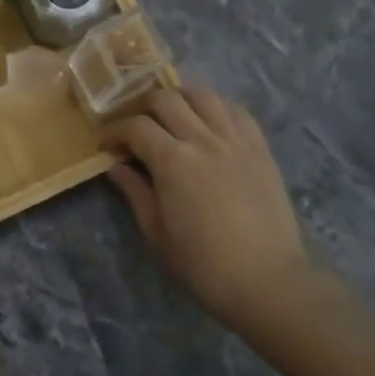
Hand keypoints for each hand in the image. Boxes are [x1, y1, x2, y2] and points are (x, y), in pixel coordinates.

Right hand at [102, 84, 312, 337]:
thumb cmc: (204, 264)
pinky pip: (236, 110)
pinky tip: (209, 121)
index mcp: (173, 161)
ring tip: (172, 113)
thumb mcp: (157, 234)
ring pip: (203, 95)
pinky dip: (216, 107)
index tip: (106, 142)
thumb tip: (117, 167)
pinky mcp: (260, 148)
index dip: (115, 130)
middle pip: (166, 99)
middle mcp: (203, 139)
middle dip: (142, 106)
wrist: (268, 281)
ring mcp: (236, 140)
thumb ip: (135, 192)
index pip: (136, 126)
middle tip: (135, 124)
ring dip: (180, 97)